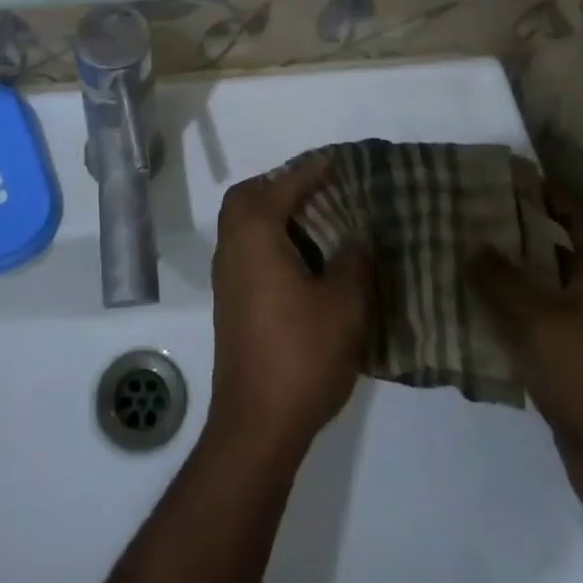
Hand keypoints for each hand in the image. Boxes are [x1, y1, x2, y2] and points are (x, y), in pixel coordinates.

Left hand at [207, 155, 372, 460]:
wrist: (256, 422)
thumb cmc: (301, 355)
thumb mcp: (344, 306)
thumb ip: (353, 262)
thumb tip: (356, 237)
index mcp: (255, 234)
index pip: (284, 186)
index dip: (312, 170)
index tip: (337, 160)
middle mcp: (232, 245)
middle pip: (248, 196)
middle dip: (281, 185)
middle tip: (319, 190)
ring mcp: (226, 274)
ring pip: (243, 223)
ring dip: (273, 212)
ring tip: (317, 220)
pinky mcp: (230, 300)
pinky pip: (246, 247)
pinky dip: (269, 237)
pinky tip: (303, 260)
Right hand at [469, 185, 582, 518]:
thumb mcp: (535, 320)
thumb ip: (499, 280)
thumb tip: (473, 244)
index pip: (582, 220)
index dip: (553, 196)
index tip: (517, 179)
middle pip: (564, 253)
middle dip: (524, 234)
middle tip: (481, 218)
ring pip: (551, 291)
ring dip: (517, 276)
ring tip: (472, 258)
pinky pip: (546, 324)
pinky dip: (518, 313)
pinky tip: (482, 312)